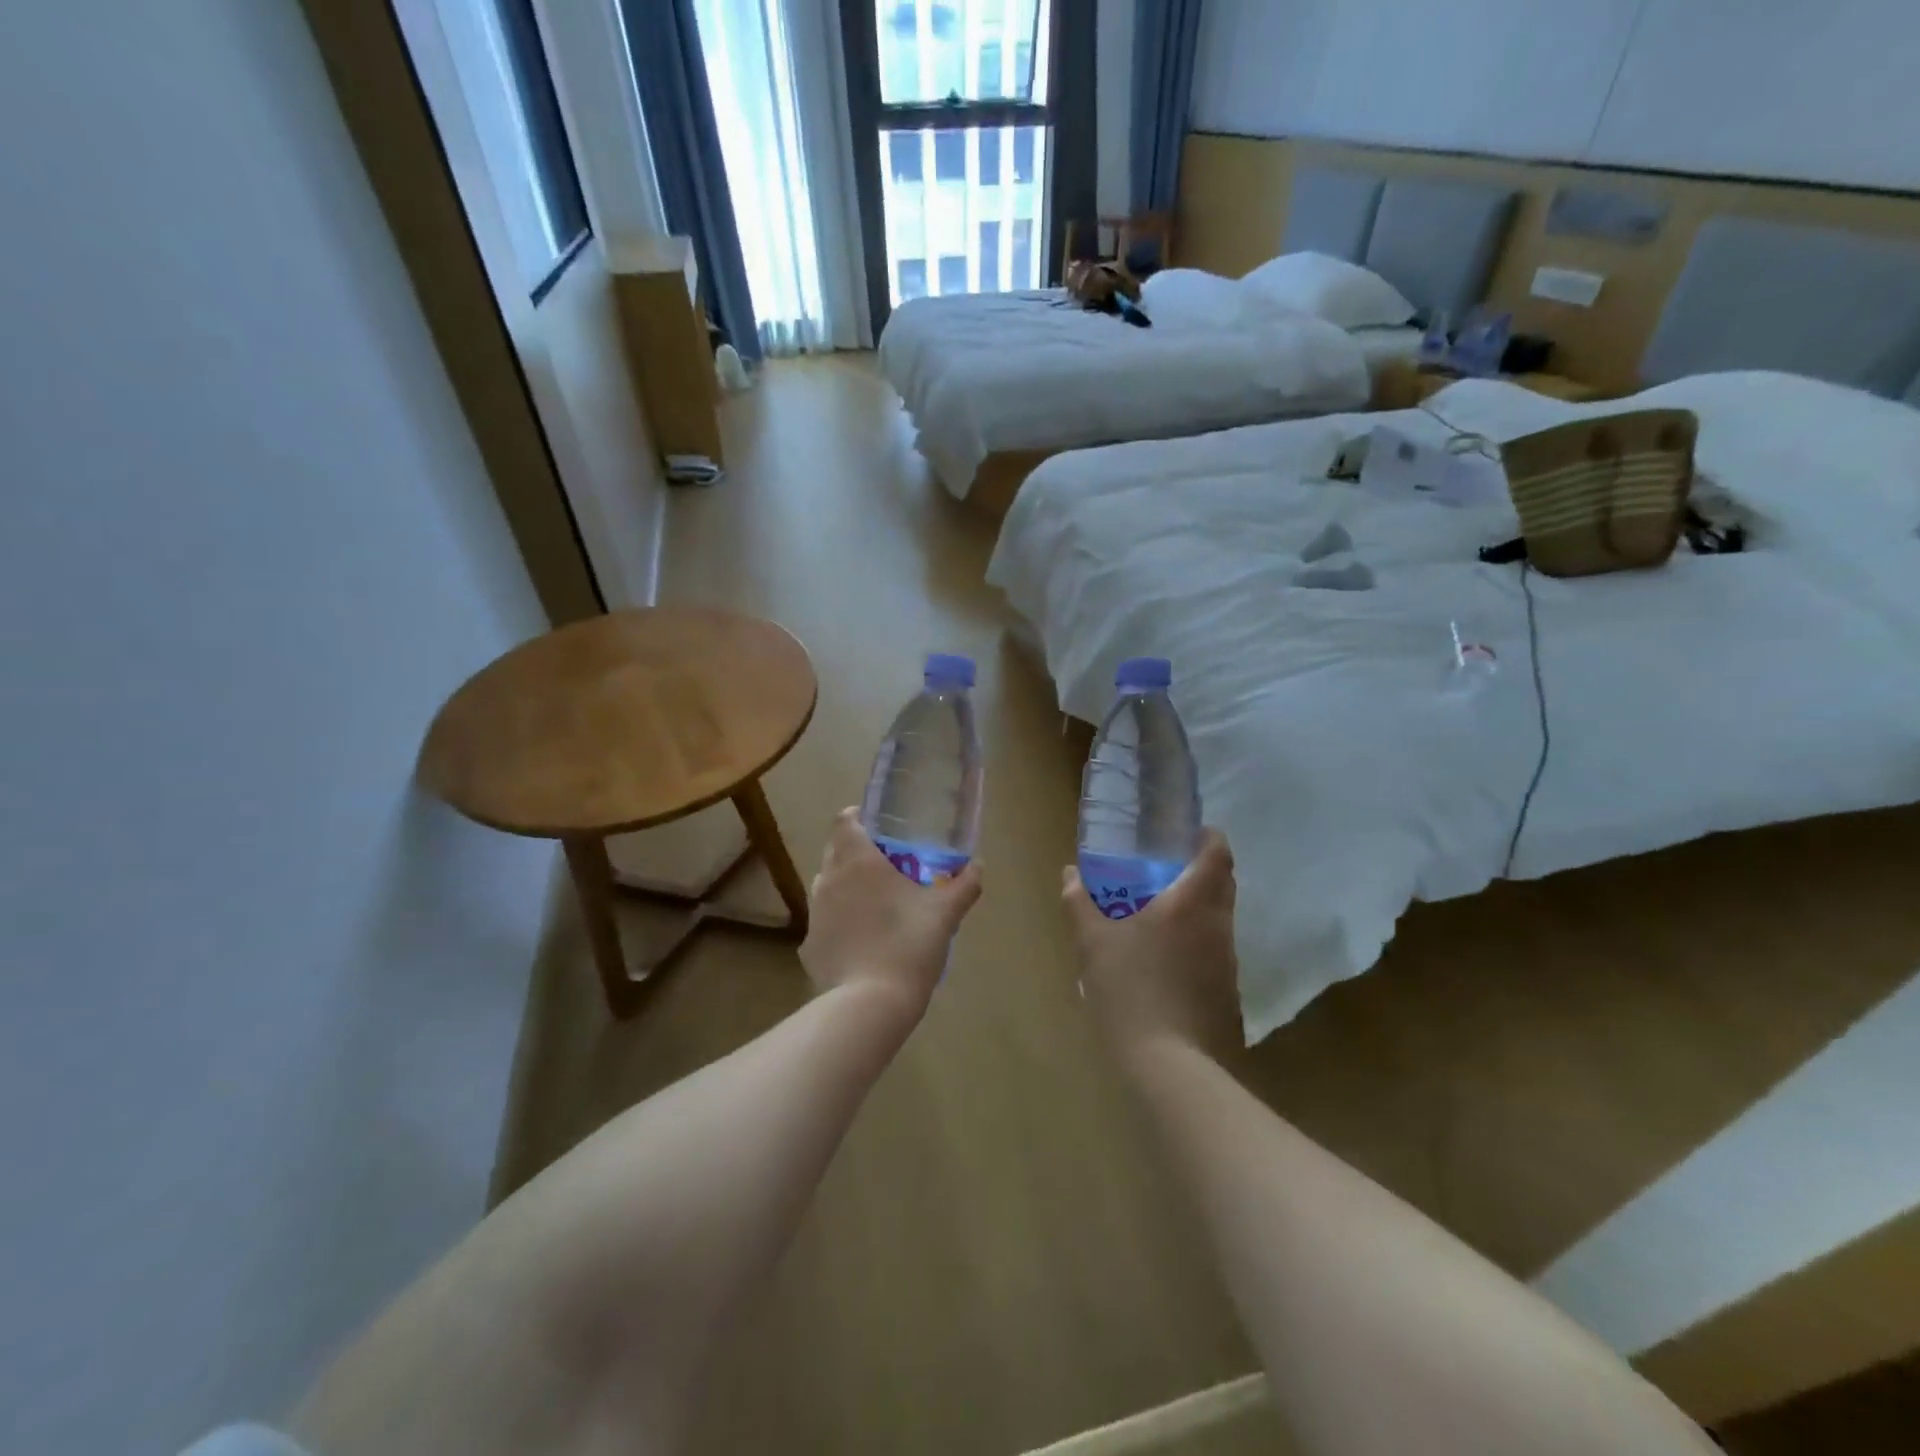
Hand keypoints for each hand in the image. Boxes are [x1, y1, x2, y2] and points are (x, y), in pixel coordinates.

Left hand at [801, 808, 982, 1020]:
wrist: (871, 1003)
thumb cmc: (909, 944)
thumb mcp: (945, 912)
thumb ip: (965, 884)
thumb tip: (978, 866)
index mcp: (858, 861)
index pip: (844, 821)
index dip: (858, 818)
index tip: (879, 827)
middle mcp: (829, 880)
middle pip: (835, 851)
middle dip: (856, 852)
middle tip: (887, 865)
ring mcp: (815, 914)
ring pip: (828, 887)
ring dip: (848, 888)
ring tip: (877, 904)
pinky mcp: (809, 946)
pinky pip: (826, 924)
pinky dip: (841, 924)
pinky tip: (863, 942)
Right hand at [1062, 829, 1240, 1060]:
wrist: (1169, 1063)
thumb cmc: (1129, 989)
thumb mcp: (1093, 942)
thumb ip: (1080, 902)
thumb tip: (1069, 873)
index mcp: (1191, 902)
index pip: (1217, 853)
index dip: (1209, 836)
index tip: (1189, 830)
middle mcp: (1217, 924)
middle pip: (1223, 882)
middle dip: (1202, 868)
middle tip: (1167, 864)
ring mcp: (1227, 959)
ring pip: (1219, 917)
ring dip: (1199, 905)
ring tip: (1160, 909)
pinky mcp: (1227, 990)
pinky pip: (1214, 948)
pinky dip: (1197, 938)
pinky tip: (1166, 955)